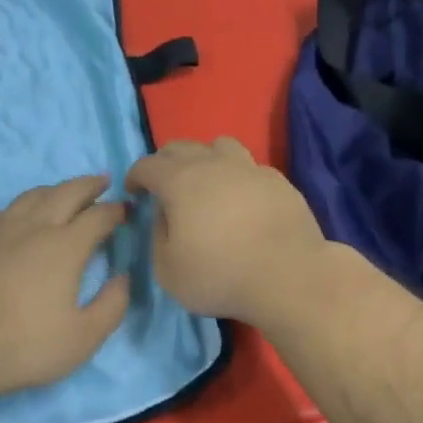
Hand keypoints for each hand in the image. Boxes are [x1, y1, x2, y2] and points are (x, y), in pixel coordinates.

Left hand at [0, 175, 130, 401]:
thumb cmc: (24, 344)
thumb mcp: (83, 338)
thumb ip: (112, 306)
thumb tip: (123, 278)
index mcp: (66, 246)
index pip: (99, 216)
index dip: (116, 211)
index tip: (125, 211)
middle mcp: (34, 227)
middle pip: (67, 193)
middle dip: (89, 185)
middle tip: (102, 182)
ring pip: (30, 197)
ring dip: (52, 191)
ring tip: (62, 194)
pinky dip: (9, 211)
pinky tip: (9, 221)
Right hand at [125, 138, 327, 325]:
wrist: (289, 277)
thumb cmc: (220, 276)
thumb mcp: (168, 270)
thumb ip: (158, 236)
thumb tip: (165, 215)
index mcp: (180, 181)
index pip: (147, 165)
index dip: (135, 176)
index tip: (133, 191)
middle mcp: (214, 164)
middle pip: (181, 147)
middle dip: (165, 162)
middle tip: (163, 185)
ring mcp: (250, 168)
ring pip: (220, 146)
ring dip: (204, 158)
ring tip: (205, 182)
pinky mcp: (278, 181)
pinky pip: (249, 167)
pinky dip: (237, 176)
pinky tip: (240, 199)